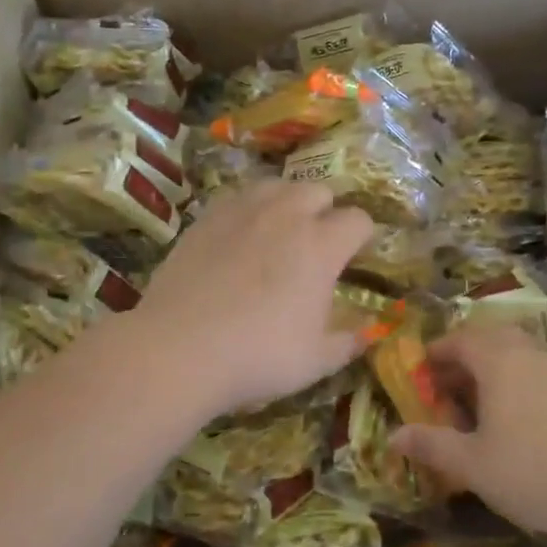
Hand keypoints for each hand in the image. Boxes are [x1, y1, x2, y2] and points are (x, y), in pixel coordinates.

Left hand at [132, 180, 374, 416]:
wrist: (178, 349)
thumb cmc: (258, 355)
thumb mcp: (316, 361)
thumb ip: (348, 341)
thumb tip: (368, 333)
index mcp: (321, 245)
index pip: (358, 220)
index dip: (362, 236)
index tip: (355, 257)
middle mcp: (286, 215)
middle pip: (319, 190)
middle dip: (326, 211)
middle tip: (317, 244)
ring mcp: (243, 211)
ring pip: (277, 185)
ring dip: (288, 201)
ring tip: (280, 231)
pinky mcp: (207, 217)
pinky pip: (238, 197)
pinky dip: (249, 209)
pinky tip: (240, 236)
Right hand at [393, 326, 546, 538]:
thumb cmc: (535, 469)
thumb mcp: (473, 464)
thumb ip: (433, 446)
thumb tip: (394, 435)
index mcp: (498, 360)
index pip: (459, 340)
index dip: (436, 352)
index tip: (421, 373)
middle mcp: (528, 353)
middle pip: (491, 339)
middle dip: (465, 356)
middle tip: (449, 386)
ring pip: (518, 354)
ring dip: (494, 370)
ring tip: (480, 406)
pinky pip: (539, 373)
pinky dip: (519, 384)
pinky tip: (519, 421)